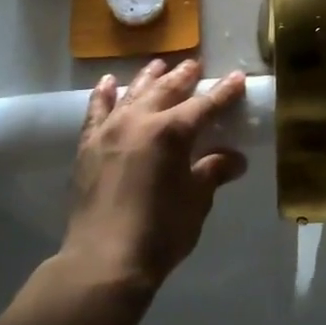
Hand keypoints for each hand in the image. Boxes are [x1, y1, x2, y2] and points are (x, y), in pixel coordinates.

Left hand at [56, 59, 247, 296]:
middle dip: (183, 76)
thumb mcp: (196, 201)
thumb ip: (212, 172)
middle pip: (166, 90)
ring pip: (132, 93)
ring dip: (148, 78)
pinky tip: (108, 84)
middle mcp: (140, 121)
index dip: (224, 92)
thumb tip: (234, 159)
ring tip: (159, 65)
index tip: (237, 78)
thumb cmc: (160, 232)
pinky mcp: (88, 145)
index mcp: (172, 132)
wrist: (104, 259)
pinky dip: (104, 95)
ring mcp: (109, 130)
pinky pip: (96, 111)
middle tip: (195, 65)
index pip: (205, 105)